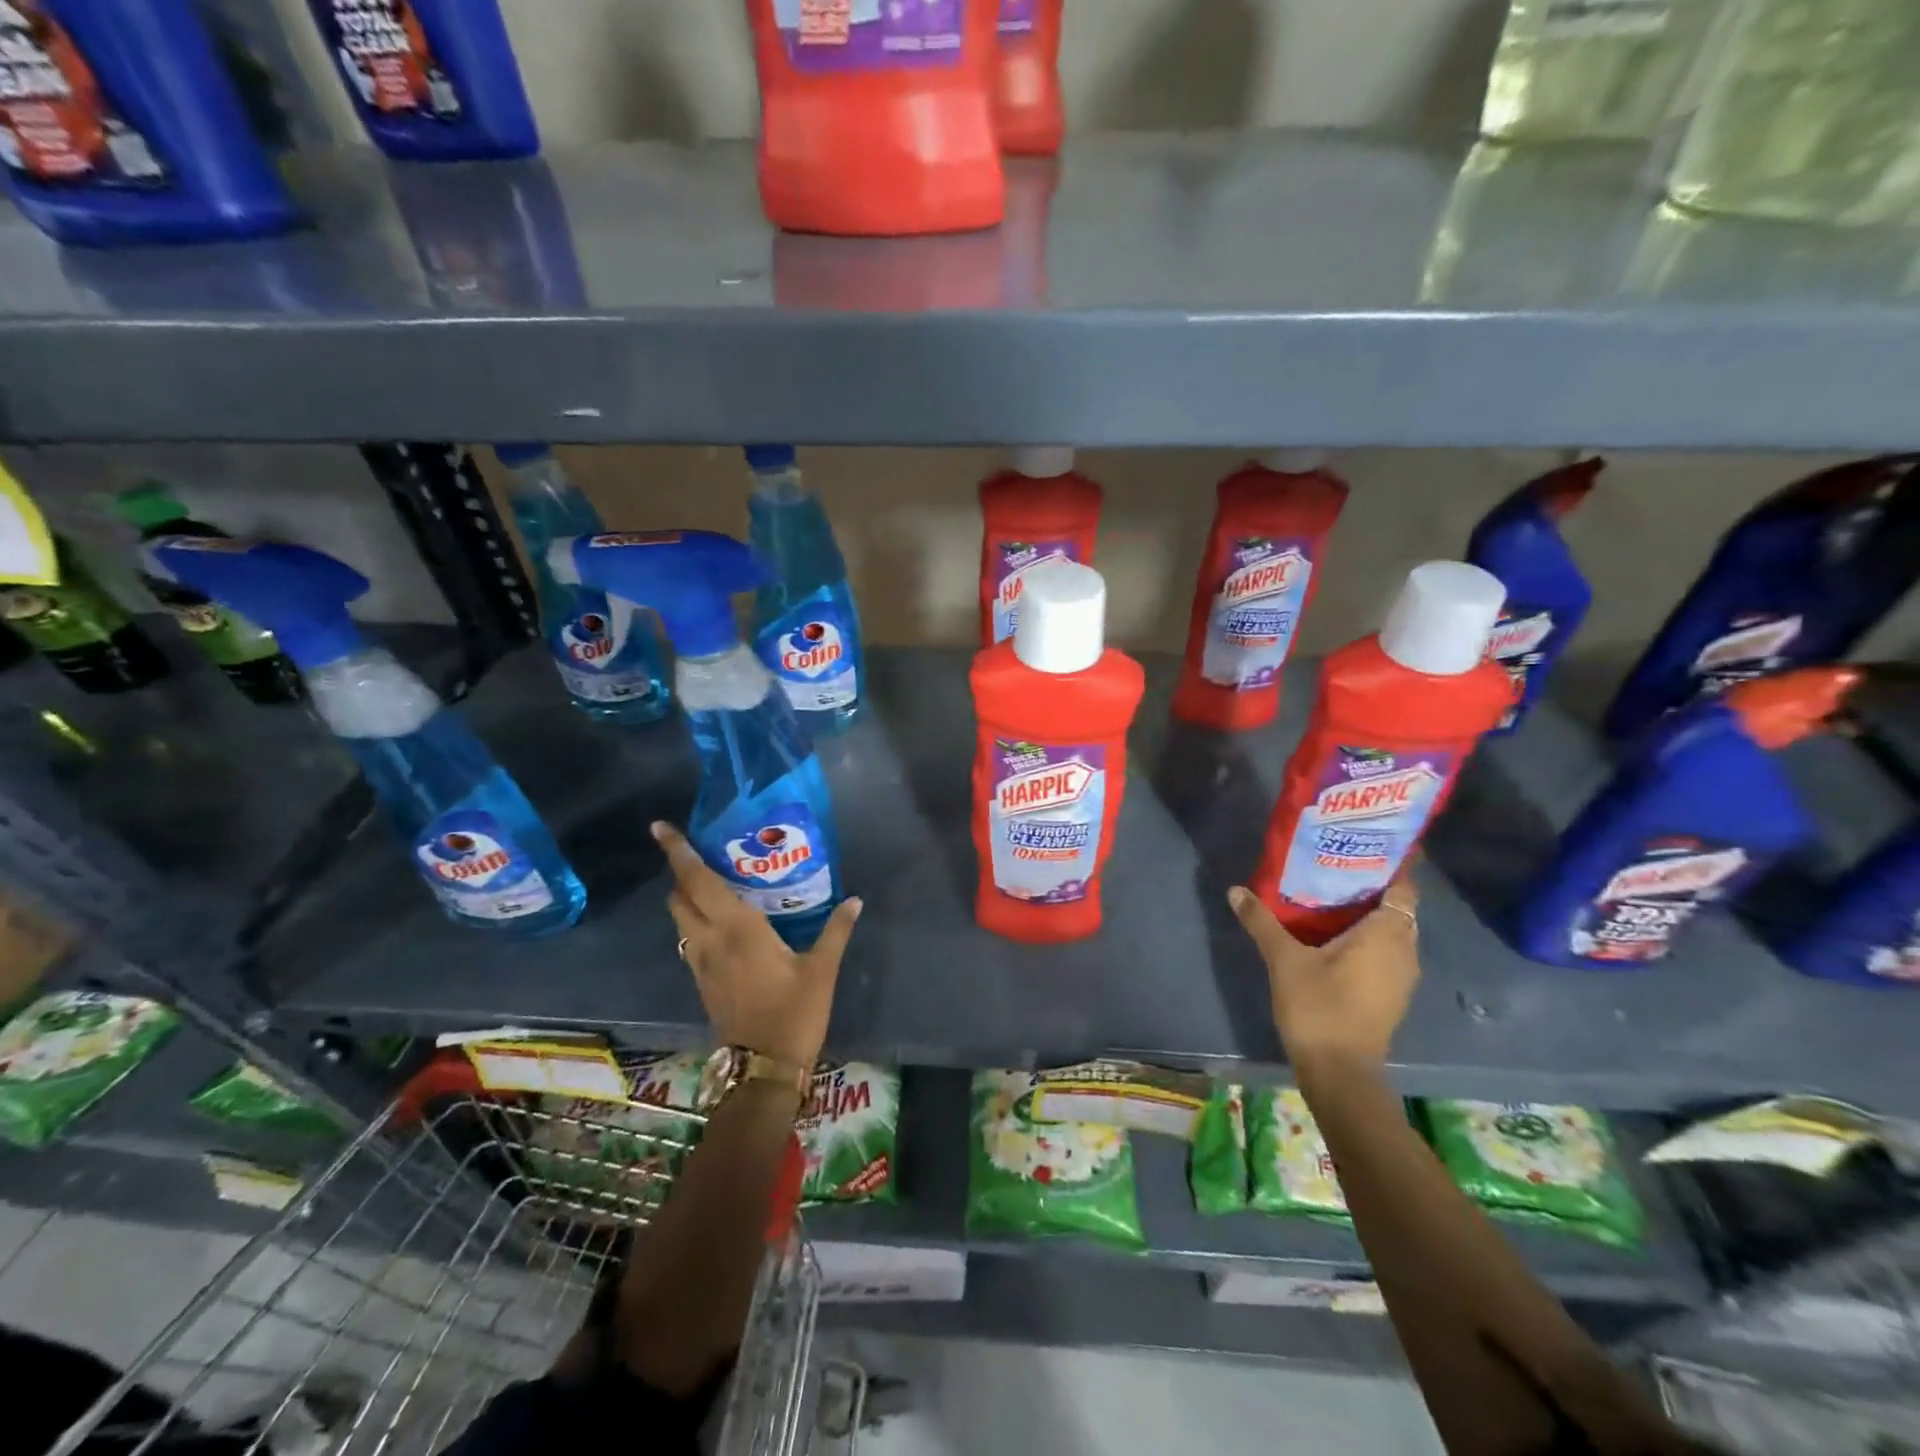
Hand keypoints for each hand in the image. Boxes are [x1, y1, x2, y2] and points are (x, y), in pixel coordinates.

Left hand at [653, 821, 861, 1068]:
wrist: (762, 1068)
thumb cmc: (793, 1013)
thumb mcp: (821, 969)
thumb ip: (836, 930)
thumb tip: (854, 900)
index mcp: (737, 929)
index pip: (698, 882)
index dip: (678, 854)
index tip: (660, 828)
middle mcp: (710, 939)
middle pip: (679, 897)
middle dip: (681, 871)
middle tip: (699, 852)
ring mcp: (701, 962)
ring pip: (680, 918)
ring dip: (686, 896)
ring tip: (710, 880)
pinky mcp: (702, 980)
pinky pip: (689, 937)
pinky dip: (694, 918)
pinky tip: (720, 920)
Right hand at [1227, 864, 1420, 1069]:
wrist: (1340, 1073)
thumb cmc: (1319, 1007)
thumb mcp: (1284, 960)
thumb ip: (1262, 922)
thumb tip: (1236, 890)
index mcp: (1387, 934)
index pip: (1404, 886)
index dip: (1391, 863)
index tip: (1365, 844)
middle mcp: (1404, 950)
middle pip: (1396, 906)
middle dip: (1372, 885)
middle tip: (1335, 863)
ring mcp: (1401, 975)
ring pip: (1391, 930)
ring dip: (1367, 912)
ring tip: (1329, 892)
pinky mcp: (1390, 993)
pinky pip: (1384, 950)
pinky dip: (1366, 936)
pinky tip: (1332, 933)